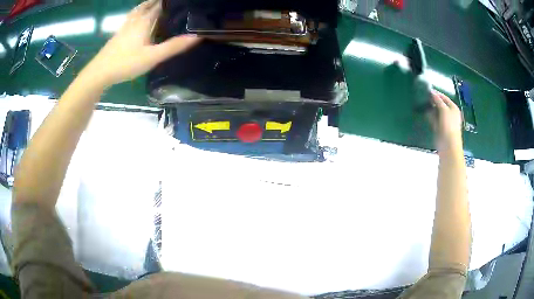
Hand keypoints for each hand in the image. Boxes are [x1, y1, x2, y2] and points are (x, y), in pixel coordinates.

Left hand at [83, 0, 200, 86]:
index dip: (170, 2)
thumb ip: (173, 47)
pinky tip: (136, 20)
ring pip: (137, 10)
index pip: (160, 5)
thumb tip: (197, 37)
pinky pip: (130, 18)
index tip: (181, 3)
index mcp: (144, 21)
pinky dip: (137, 14)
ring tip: (154, 5)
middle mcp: (134, 20)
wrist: (99, 73)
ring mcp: (124, 27)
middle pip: (147, 4)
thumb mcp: (152, 57)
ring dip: (146, 5)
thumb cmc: (126, 63)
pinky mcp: (117, 35)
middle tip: (169, 4)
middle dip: (158, 1)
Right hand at [428, 90, 462, 151]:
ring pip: (436, 111)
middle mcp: (449, 113)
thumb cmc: (449, 126)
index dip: (437, 94)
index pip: (444, 98)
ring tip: (423, 103)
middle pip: (440, 104)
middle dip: (433, 101)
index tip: (428, 90)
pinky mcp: (439, 127)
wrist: (448, 145)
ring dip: (431, 108)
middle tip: (424, 97)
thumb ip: (438, 100)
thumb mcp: (444, 110)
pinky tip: (424, 112)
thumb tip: (431, 92)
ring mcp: (444, 121)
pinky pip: (433, 119)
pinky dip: (429, 115)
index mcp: (453, 108)